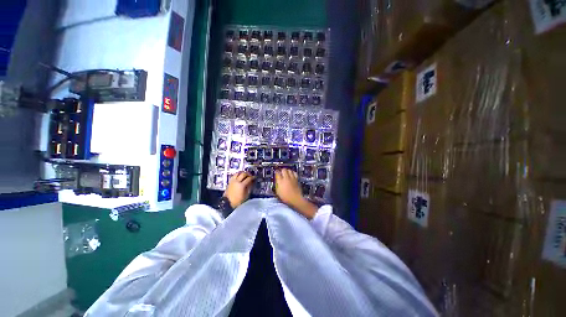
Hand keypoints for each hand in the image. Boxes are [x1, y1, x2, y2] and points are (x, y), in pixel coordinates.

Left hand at [224, 172, 254, 207]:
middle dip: (248, 174)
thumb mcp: (246, 195)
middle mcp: (237, 181)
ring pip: (237, 173)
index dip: (253, 177)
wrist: (228, 203)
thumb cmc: (238, 201)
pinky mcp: (229, 182)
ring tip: (244, 175)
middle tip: (250, 175)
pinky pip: (234, 176)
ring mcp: (232, 181)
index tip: (255, 177)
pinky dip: (237, 175)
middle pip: (243, 174)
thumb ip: (249, 187)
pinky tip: (239, 177)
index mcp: (242, 185)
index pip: (249, 178)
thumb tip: (251, 182)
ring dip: (242, 173)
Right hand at [274, 169, 317, 218]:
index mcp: (280, 181)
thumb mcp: (278, 192)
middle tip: (281, 172)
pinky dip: (292, 172)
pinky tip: (292, 174)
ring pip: (289, 170)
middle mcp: (286, 178)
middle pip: (284, 169)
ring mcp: (292, 178)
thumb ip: (277, 185)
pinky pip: (294, 173)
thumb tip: (277, 181)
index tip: (276, 172)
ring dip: (287, 170)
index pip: (277, 173)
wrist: (295, 199)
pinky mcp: (296, 179)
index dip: (276, 172)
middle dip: (281, 170)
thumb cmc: (286, 198)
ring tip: (286, 172)